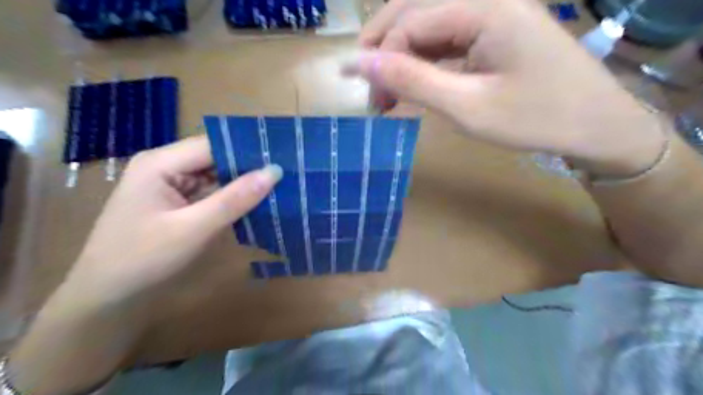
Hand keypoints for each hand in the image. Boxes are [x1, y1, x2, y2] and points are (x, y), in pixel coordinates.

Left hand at [67, 135, 281, 302]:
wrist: (107, 298)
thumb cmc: (143, 259)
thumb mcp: (194, 228)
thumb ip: (235, 199)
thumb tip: (275, 172)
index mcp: (161, 162)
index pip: (213, 144)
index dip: (248, 149)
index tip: (283, 157)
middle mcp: (166, 166)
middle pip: (216, 158)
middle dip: (249, 167)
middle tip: (287, 173)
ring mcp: (172, 184)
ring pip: (217, 175)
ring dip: (243, 183)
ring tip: (280, 185)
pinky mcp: (179, 202)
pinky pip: (212, 192)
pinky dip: (233, 197)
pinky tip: (257, 201)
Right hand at [349, 0, 664, 177]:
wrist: (596, 124)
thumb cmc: (535, 119)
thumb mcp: (466, 107)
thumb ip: (413, 80)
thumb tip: (361, 62)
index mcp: (485, 6)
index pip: (410, 20)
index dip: (381, 56)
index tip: (370, 97)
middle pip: (415, 9)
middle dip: (384, 47)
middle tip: (369, 87)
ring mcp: (493, 10)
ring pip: (428, 22)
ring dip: (401, 54)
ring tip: (388, 91)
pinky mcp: (495, 28)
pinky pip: (447, 36)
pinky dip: (424, 60)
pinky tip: (416, 82)